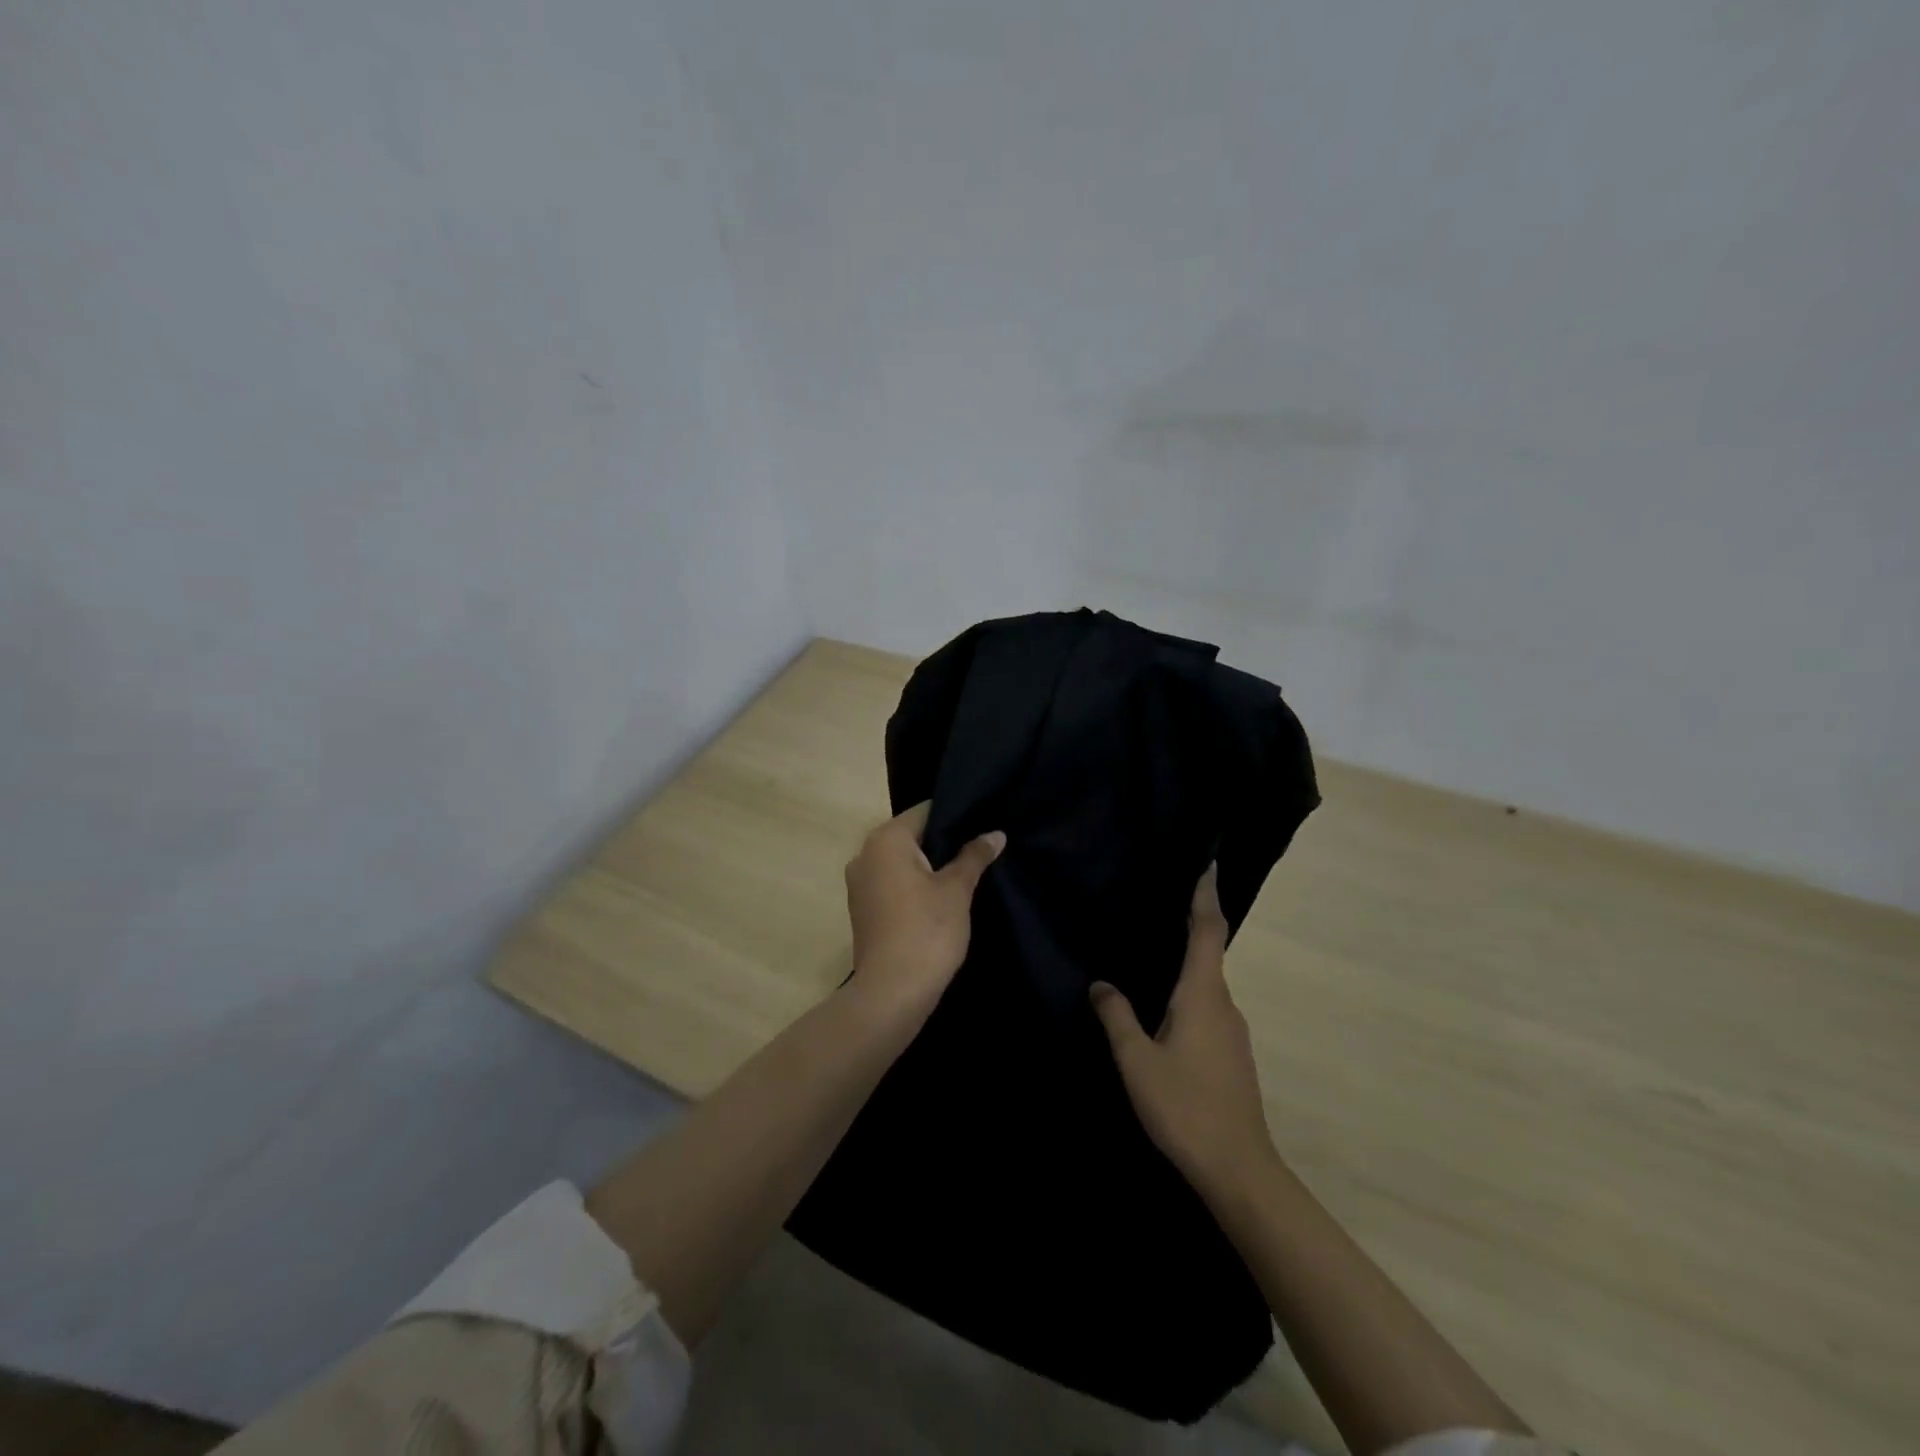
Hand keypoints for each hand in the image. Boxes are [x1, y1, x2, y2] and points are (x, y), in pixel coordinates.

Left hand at [844, 802, 1004, 1022]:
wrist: (891, 993)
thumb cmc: (927, 931)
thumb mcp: (957, 890)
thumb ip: (974, 856)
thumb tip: (995, 833)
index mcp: (886, 840)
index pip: (924, 811)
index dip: (956, 816)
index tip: (982, 824)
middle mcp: (865, 853)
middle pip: (911, 835)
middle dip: (943, 841)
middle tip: (979, 848)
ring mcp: (859, 883)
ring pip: (901, 861)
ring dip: (928, 865)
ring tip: (965, 872)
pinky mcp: (862, 908)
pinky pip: (892, 883)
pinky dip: (913, 885)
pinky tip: (940, 898)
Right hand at [1090, 866, 1275, 1198]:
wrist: (1238, 1168)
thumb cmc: (1184, 1106)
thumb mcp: (1136, 1060)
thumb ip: (1117, 1016)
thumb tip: (1101, 983)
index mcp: (1202, 994)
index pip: (1208, 930)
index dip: (1206, 895)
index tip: (1207, 864)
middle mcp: (1224, 1004)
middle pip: (1210, 951)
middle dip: (1192, 923)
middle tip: (1162, 901)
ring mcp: (1233, 1031)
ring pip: (1208, 983)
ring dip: (1189, 961)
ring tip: (1155, 950)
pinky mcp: (1233, 1054)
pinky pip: (1209, 1006)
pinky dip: (1190, 991)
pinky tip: (1166, 1006)